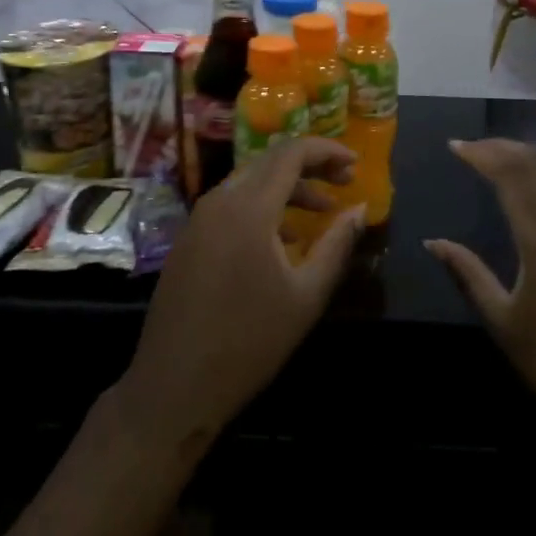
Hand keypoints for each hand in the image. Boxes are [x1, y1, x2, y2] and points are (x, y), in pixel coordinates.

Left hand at [117, 139, 364, 449]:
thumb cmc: (249, 342)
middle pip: (269, 161)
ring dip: (287, 188)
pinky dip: (262, 205)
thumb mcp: (306, 296)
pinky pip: (231, 203)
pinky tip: (283, 238)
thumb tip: (359, 209)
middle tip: (344, 181)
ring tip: (322, 212)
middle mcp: (220, 200)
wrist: (175, 384)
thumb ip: (336, 245)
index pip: (290, 153)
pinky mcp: (189, 237)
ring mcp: (199, 218)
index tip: (354, 163)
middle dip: (310, 165)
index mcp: (249, 208)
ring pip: (249, 181)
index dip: (325, 150)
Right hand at [426, 139, 535, 473]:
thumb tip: (433, 242)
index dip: (482, 154)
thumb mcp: (504, 323)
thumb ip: (468, 274)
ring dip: (528, 158)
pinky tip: (534, 188)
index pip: (511, 176)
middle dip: (503, 147)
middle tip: (472, 146)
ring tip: (497, 156)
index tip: (455, 146)